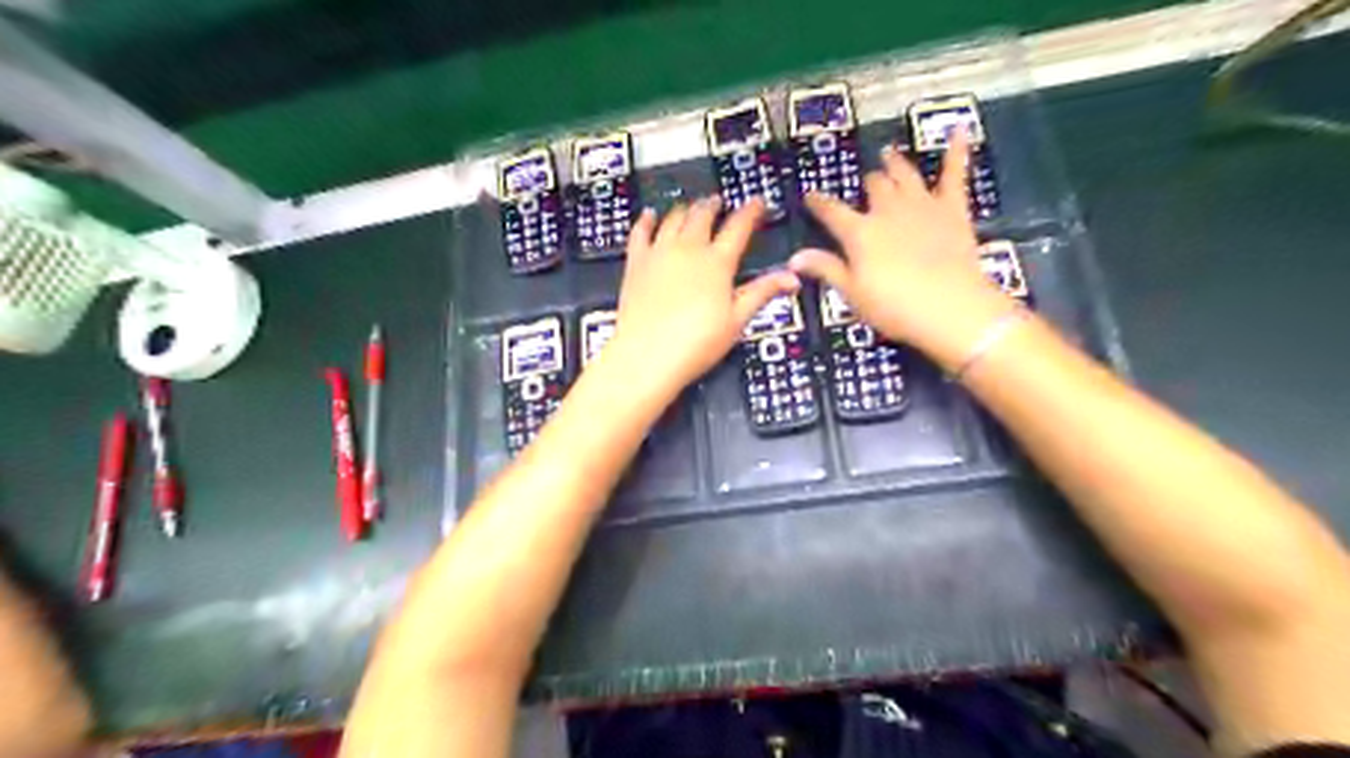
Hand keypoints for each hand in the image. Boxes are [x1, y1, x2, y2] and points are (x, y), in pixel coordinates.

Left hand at [612, 195, 798, 395]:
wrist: (647, 355)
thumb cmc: (696, 343)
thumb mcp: (736, 320)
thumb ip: (762, 293)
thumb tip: (792, 278)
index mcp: (717, 263)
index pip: (738, 227)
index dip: (750, 212)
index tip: (757, 202)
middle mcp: (688, 249)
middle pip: (703, 216)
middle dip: (714, 206)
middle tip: (719, 201)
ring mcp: (659, 253)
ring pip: (673, 218)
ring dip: (685, 208)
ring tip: (691, 205)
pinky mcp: (636, 263)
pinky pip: (640, 232)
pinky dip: (646, 220)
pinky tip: (649, 215)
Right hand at [793, 133, 1010, 370]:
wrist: (949, 307)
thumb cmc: (894, 307)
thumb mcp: (852, 294)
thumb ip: (826, 269)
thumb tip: (794, 258)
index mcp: (860, 233)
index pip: (831, 212)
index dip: (819, 203)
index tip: (810, 195)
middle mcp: (887, 210)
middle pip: (874, 186)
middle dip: (867, 183)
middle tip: (865, 182)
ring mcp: (922, 205)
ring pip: (905, 174)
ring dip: (896, 164)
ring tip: (889, 155)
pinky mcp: (952, 209)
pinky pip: (954, 174)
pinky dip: (957, 151)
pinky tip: (959, 130)